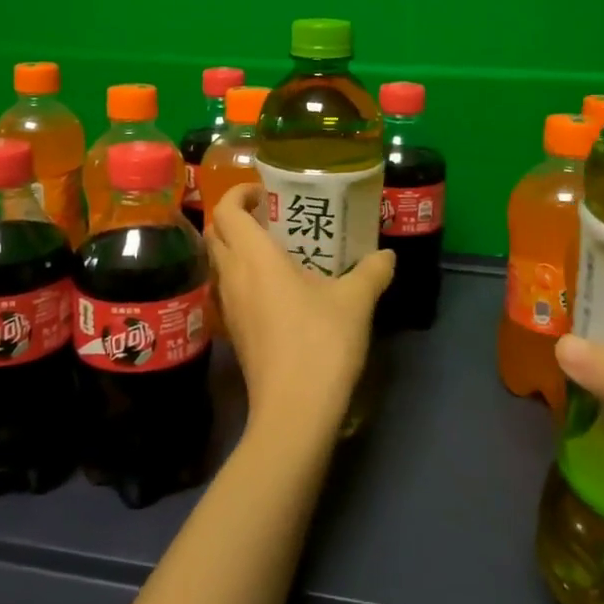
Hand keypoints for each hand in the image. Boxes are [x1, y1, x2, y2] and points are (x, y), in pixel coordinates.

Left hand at [205, 183, 393, 442]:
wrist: (294, 411)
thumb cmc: (320, 343)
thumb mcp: (356, 302)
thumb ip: (372, 271)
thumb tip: (387, 255)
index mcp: (254, 257)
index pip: (227, 210)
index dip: (239, 192)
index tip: (265, 192)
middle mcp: (233, 276)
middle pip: (216, 232)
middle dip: (235, 216)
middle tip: (270, 216)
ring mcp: (228, 307)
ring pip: (219, 262)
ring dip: (236, 247)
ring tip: (275, 249)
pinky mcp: (233, 332)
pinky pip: (228, 289)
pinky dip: (242, 276)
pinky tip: (275, 289)